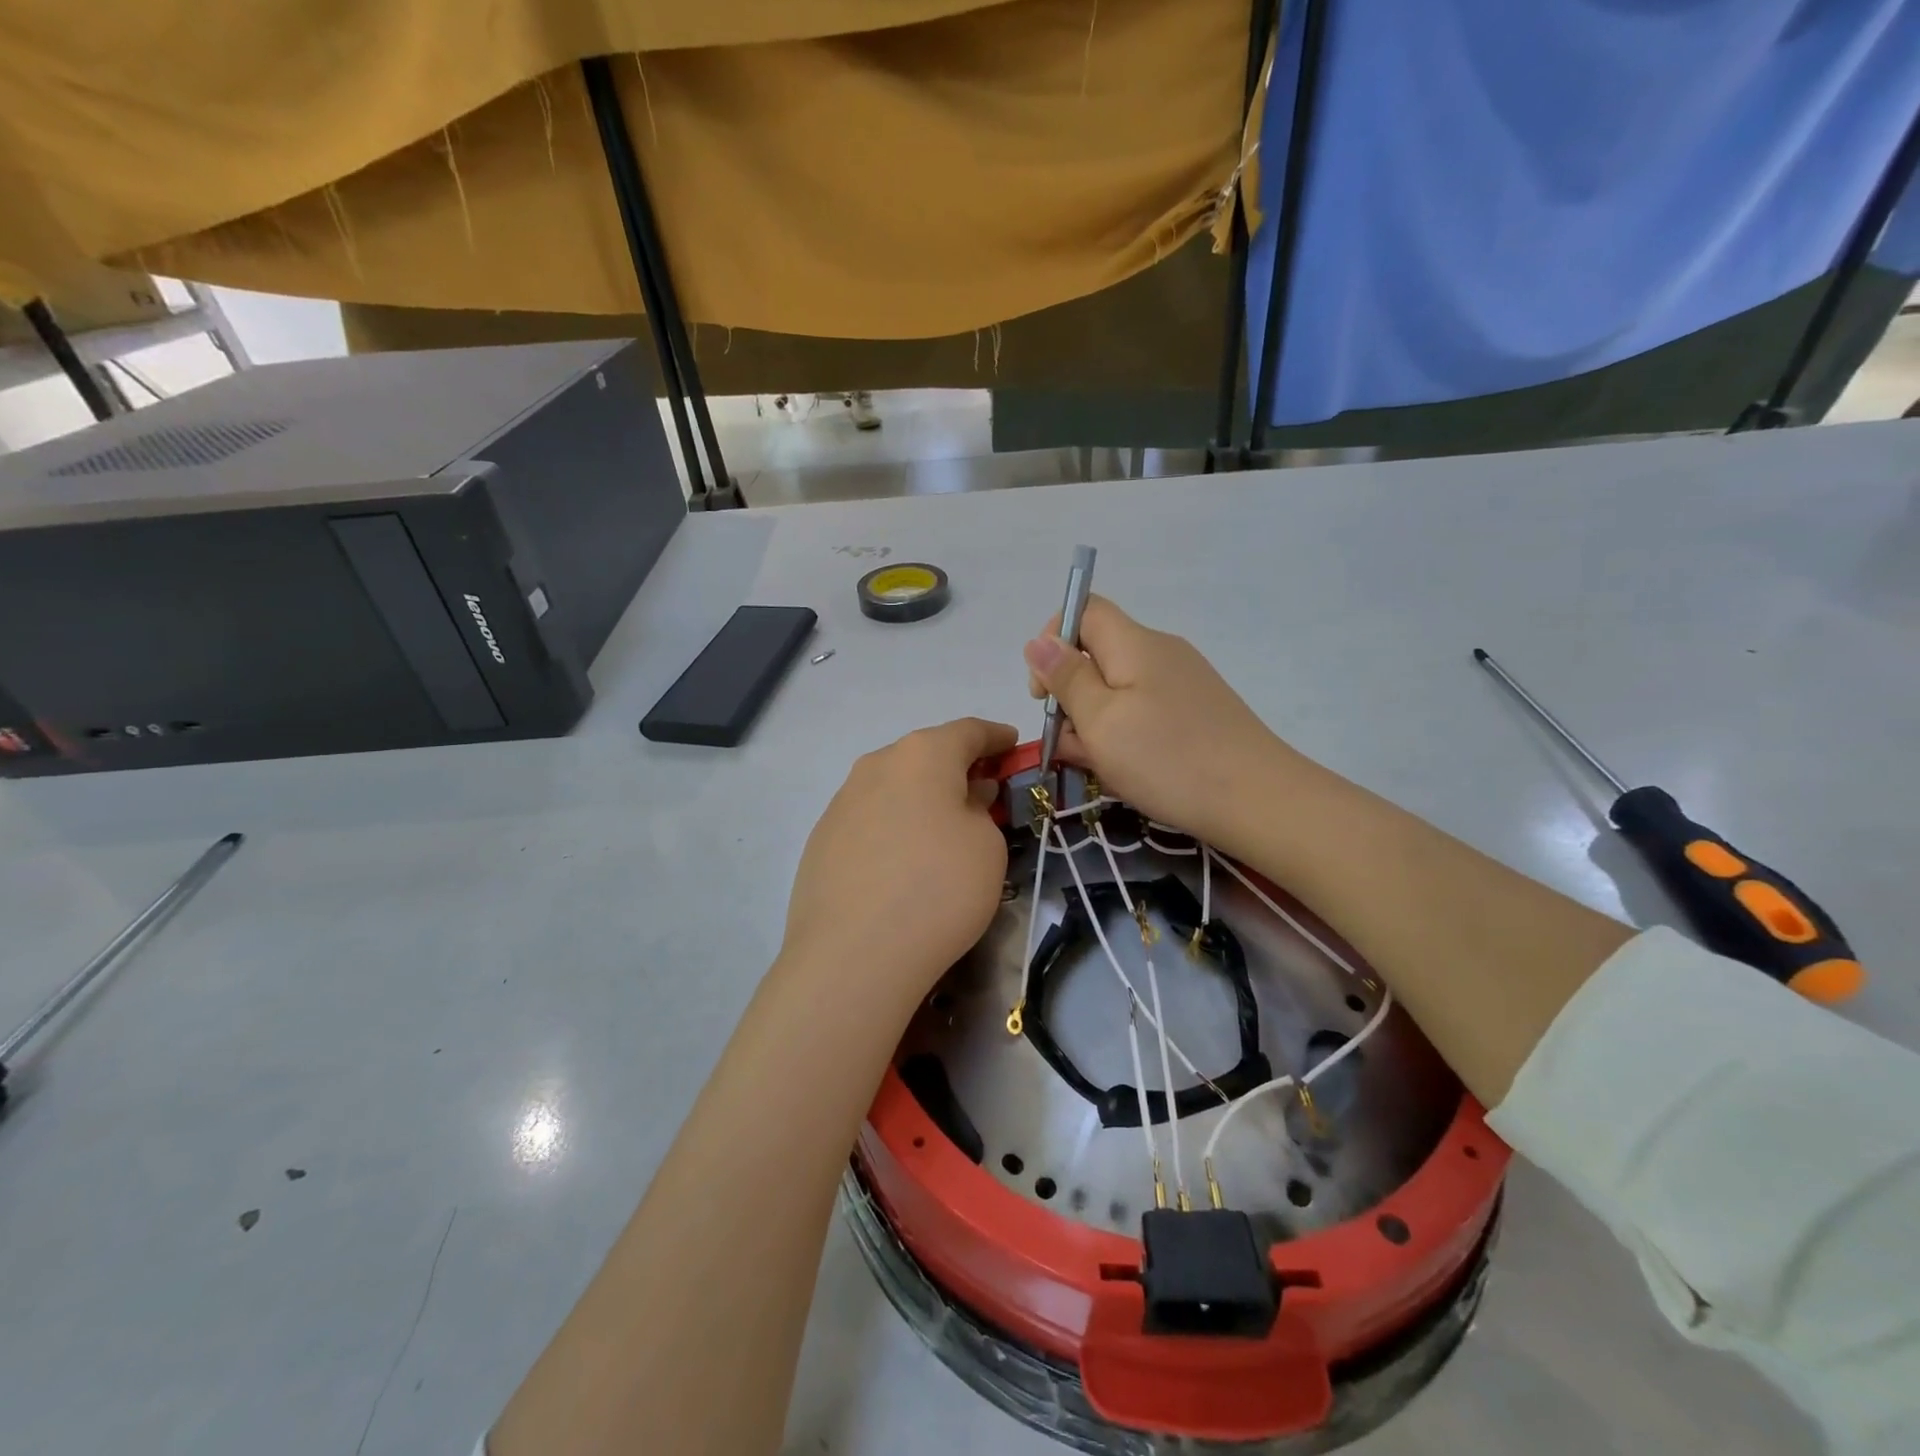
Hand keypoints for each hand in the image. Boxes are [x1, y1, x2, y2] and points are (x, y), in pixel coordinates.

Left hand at [781, 718, 1017, 1001]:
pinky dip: (894, 824)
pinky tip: (903, 858)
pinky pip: (870, 818)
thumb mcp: (987, 847)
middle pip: (925, 755)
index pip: (968, 731)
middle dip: (957, 768)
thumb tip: (962, 800)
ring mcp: (842, 801)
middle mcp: (876, 765)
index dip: (996, 737)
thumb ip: (980, 810)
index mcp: (922, 755)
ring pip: (894, 786)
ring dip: (922, 797)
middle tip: (983, 791)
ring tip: (942, 827)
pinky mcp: (821, 839)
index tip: (1013, 745)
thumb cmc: (938, 888)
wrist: (853, 954)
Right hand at [1025, 597, 1296, 843]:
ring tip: (1104, 768)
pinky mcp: (1195, 713)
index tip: (1045, 693)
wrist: (1259, 801)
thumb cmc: (1168, 759)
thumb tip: (1037, 641)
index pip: (1083, 610)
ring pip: (1117, 691)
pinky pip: (1143, 713)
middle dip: (1072, 697)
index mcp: (1134, 644)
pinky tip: (1128, 773)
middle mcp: (1160, 653)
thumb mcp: (1101, 721)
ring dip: (1096, 724)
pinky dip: (1125, 736)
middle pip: (1097, 655)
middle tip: (1074, 744)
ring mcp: (1182, 684)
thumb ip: (1066, 679)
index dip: (1052, 640)